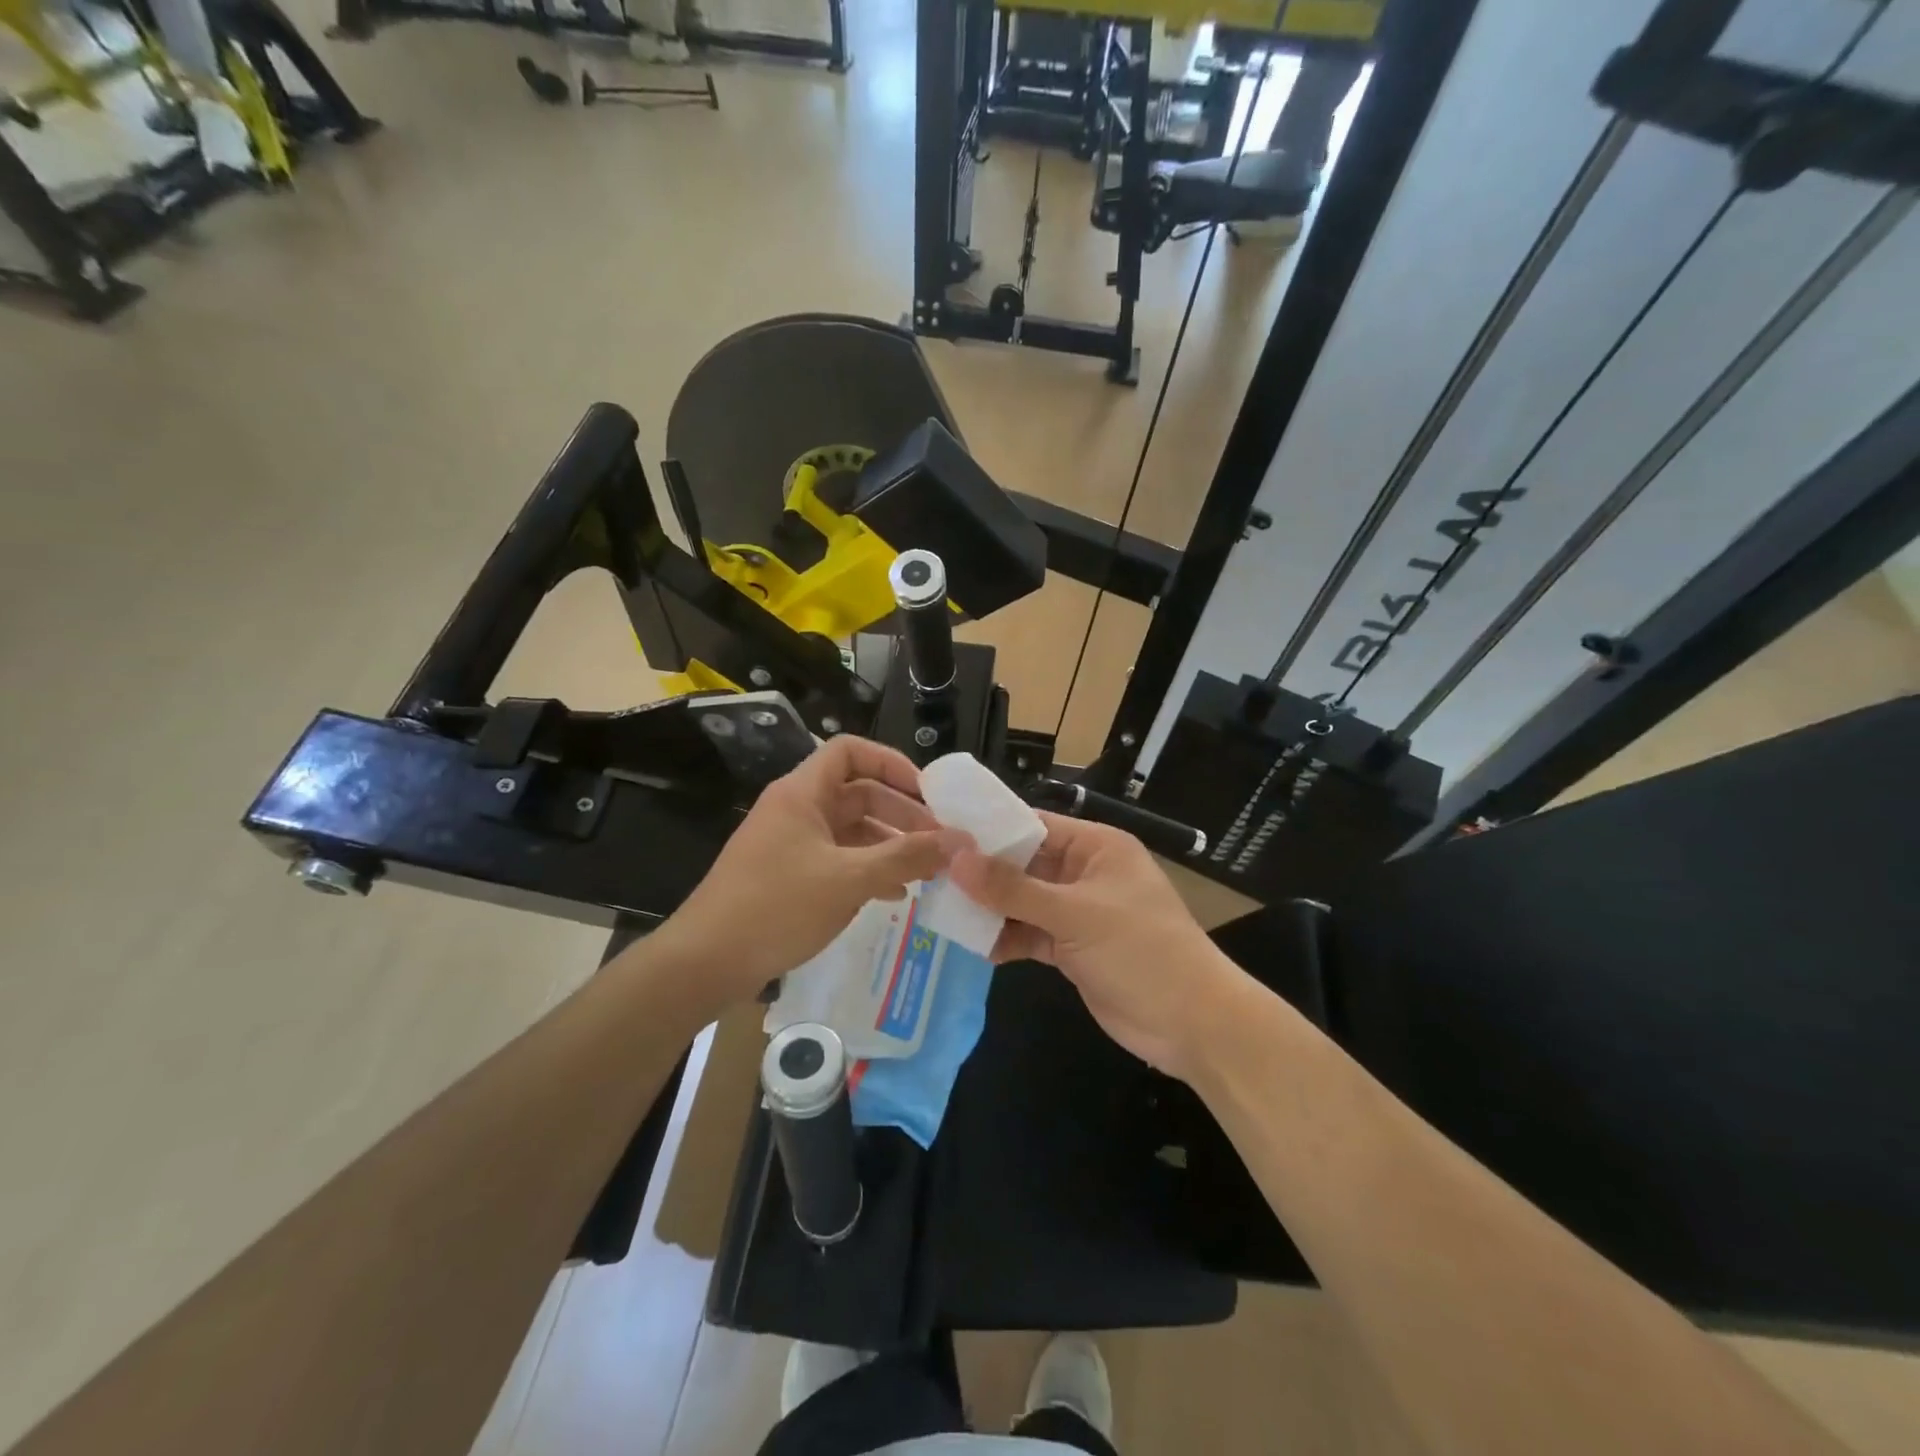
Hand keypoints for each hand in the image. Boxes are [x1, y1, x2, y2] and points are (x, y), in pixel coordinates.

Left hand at [654, 736, 968, 1009]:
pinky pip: (838, 859)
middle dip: (901, 813)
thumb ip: (906, 857)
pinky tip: (895, 895)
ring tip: (927, 871)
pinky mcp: (788, 875)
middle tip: (940, 841)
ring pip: (851, 830)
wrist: (705, 962)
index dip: (891, 763)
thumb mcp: (848, 879)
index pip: (850, 751)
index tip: (927, 793)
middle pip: (858, 793)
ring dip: (889, 845)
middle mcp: (796, 809)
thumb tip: (959, 841)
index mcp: (802, 793)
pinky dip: (868, 869)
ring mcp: (791, 843)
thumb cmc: (776, 907)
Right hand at [949, 814, 1247, 1081]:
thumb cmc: (1141, 952)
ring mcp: (1078, 913)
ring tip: (942, 908)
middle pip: (1024, 864)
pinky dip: (1006, 939)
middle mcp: (1084, 873)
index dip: (989, 829)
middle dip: (983, 872)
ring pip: (1023, 902)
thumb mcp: (1075, 915)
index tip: (941, 831)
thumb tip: (955, 857)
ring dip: (990, 908)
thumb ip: (1013, 889)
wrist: (1193, 1025)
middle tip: (930, 873)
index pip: (1034, 824)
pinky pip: (1029, 934)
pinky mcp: (1072, 948)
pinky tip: (974, 945)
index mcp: (1096, 847)